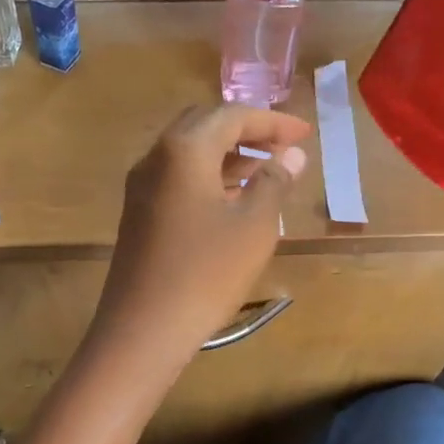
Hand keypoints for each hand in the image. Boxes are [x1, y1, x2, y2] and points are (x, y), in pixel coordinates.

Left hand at [88, 105, 310, 385]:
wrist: (143, 328)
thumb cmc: (206, 273)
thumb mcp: (253, 226)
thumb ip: (274, 181)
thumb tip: (292, 155)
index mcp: (184, 149)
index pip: (232, 115)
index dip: (273, 121)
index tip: (305, 134)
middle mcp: (156, 157)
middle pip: (205, 124)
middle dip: (247, 130)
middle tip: (283, 147)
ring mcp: (142, 186)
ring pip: (189, 152)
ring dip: (228, 154)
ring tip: (267, 171)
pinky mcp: (139, 212)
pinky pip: (177, 177)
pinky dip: (209, 176)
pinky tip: (234, 198)